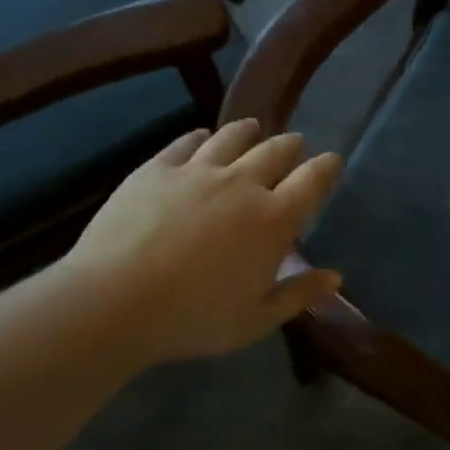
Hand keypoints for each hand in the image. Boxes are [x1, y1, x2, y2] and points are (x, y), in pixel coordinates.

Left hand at [61, 119, 342, 362]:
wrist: (114, 302)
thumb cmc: (193, 318)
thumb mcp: (255, 320)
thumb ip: (298, 295)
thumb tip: (335, 277)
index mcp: (274, 219)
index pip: (313, 179)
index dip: (327, 167)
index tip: (332, 161)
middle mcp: (242, 183)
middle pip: (276, 150)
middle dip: (291, 146)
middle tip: (294, 146)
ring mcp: (197, 171)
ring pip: (233, 137)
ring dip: (249, 132)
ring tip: (253, 129)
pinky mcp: (157, 169)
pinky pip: (186, 142)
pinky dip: (201, 137)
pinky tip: (202, 137)